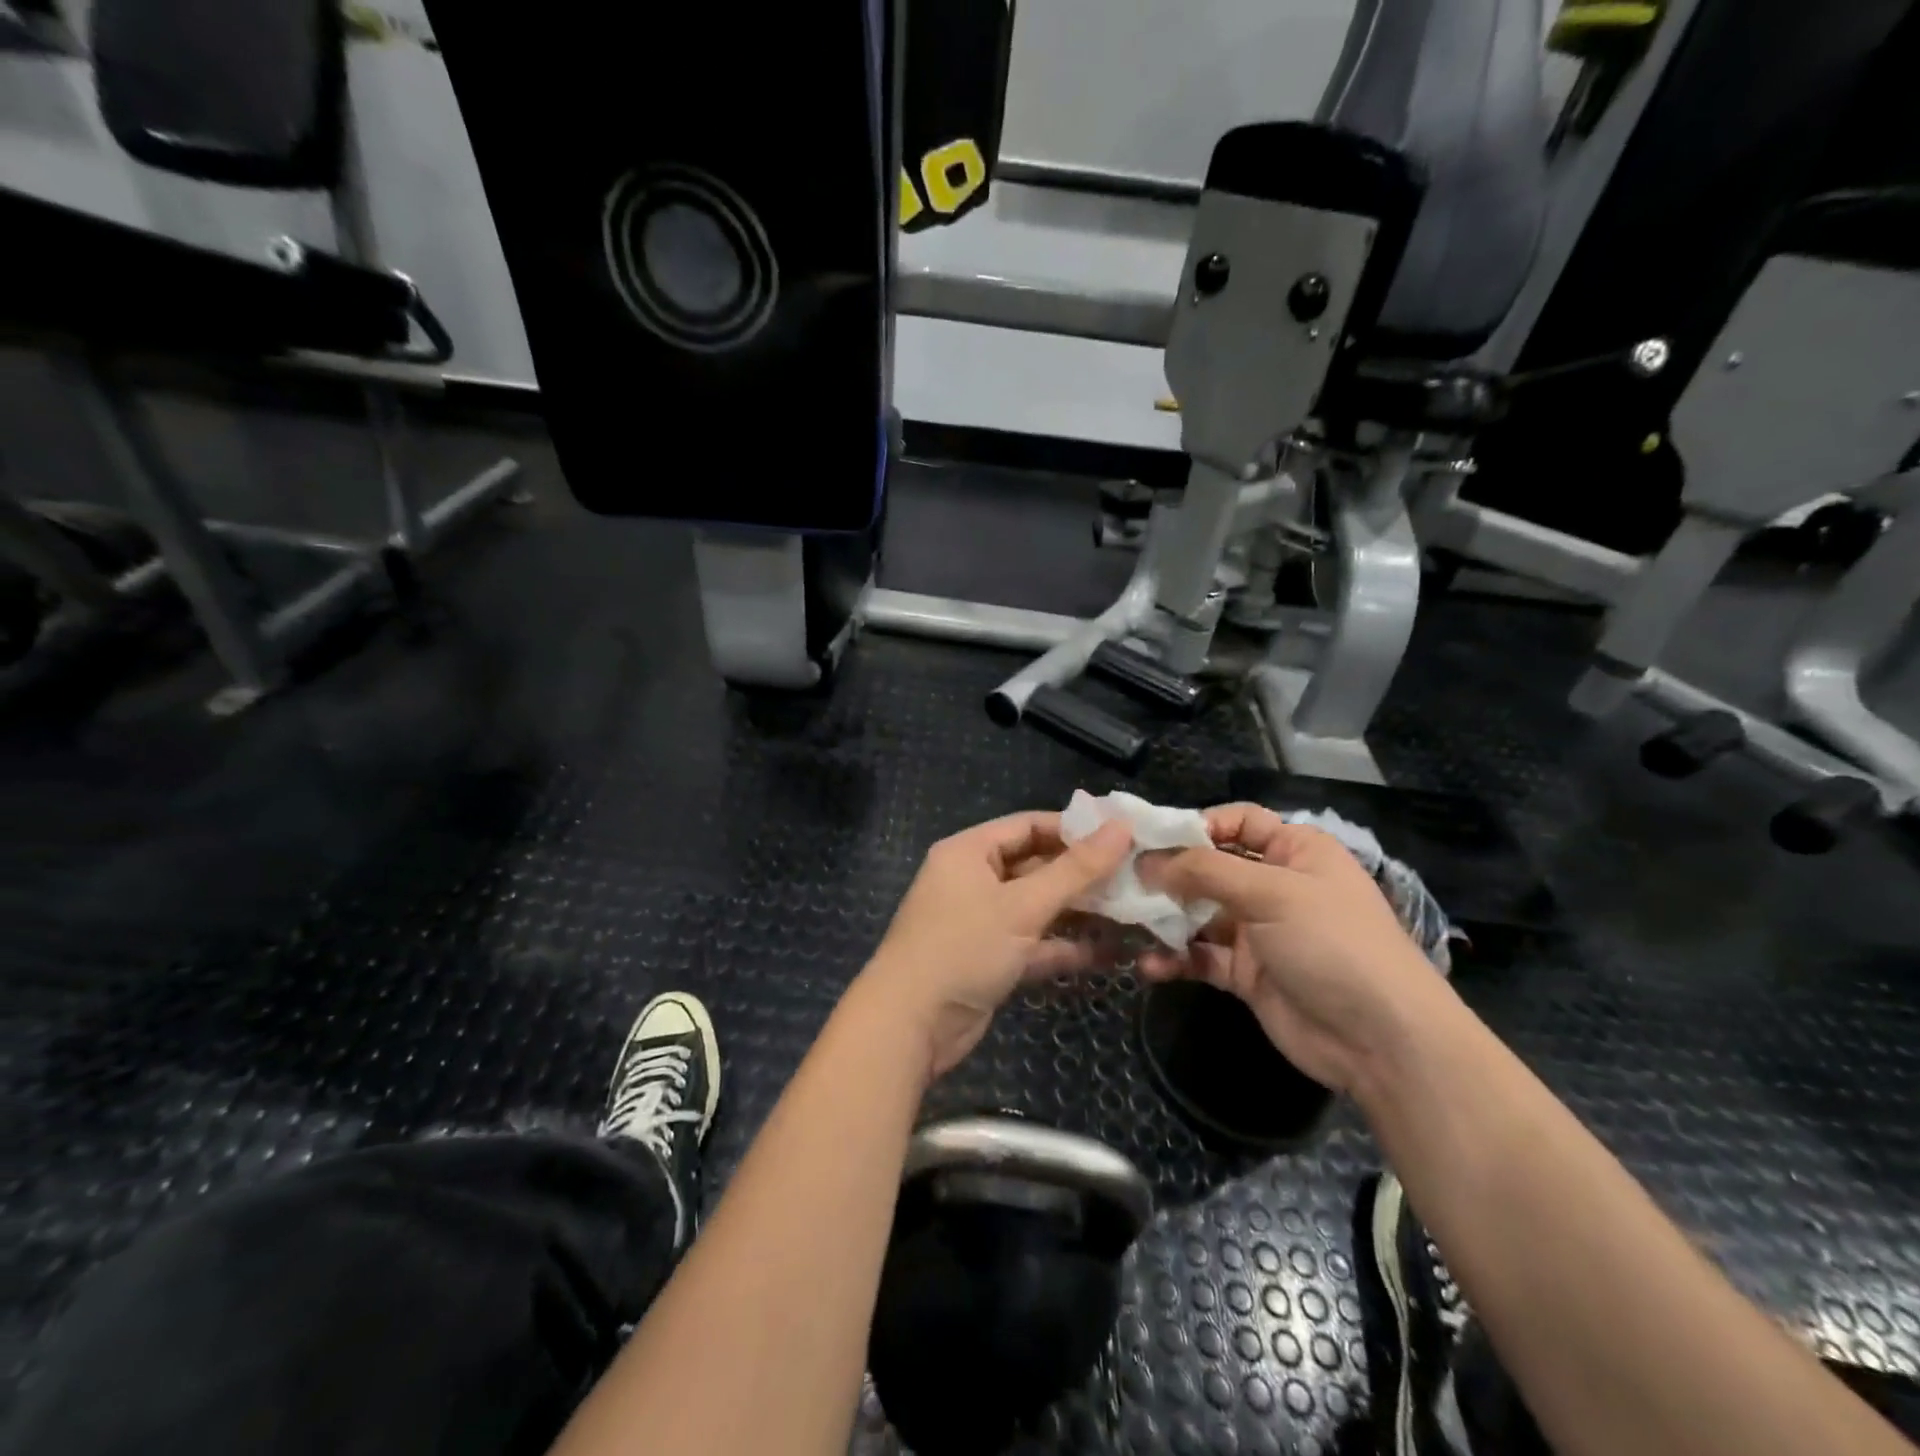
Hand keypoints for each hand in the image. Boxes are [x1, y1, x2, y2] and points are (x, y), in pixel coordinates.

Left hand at [858, 812, 1133, 1080]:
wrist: (910, 1026)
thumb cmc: (963, 947)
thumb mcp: (1023, 905)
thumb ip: (1075, 870)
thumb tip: (1121, 827)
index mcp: (969, 852)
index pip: (1028, 825)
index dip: (1074, 829)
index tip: (1122, 836)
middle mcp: (974, 880)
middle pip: (1036, 866)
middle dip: (1083, 875)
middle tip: (1136, 877)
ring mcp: (982, 922)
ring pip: (1039, 908)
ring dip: (1080, 912)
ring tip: (1133, 913)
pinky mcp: (991, 959)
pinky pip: (1034, 943)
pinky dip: (1065, 947)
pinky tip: (1110, 953)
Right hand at [1139, 802, 1452, 1093]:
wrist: (1382, 1041)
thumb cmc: (1332, 944)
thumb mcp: (1271, 893)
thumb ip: (1205, 871)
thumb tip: (1148, 861)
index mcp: (1294, 852)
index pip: (1238, 822)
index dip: (1196, 825)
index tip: (1149, 837)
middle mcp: (1274, 886)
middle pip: (1210, 868)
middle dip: (1168, 873)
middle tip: (1121, 879)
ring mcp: (1259, 932)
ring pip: (1199, 914)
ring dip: (1165, 918)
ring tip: (1126, 921)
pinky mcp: (1247, 974)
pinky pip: (1201, 957)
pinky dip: (1175, 960)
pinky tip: (1148, 966)